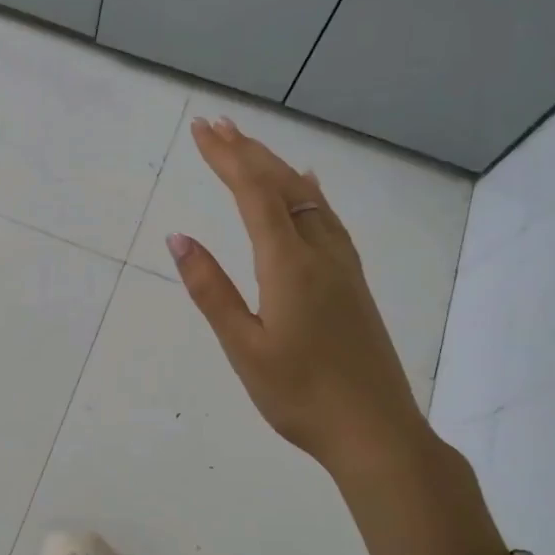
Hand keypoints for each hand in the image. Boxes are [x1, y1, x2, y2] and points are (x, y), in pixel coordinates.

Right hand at [166, 117, 438, 485]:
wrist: (375, 430)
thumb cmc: (300, 395)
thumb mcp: (244, 347)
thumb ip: (211, 289)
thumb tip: (179, 238)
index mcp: (289, 265)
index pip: (254, 194)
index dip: (227, 158)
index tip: (201, 131)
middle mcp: (320, 252)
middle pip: (282, 185)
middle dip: (247, 151)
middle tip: (215, 124)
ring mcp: (342, 264)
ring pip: (307, 197)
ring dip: (275, 166)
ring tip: (249, 145)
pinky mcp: (353, 280)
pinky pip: (328, 218)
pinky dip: (308, 191)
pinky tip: (308, 185)